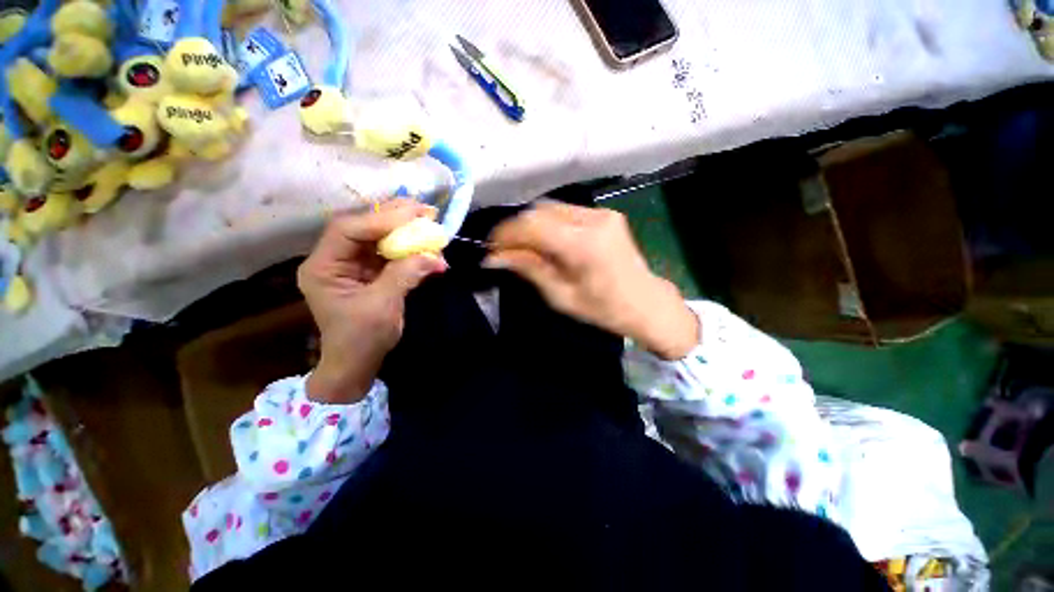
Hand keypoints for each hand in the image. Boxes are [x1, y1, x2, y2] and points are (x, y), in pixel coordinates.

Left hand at [298, 200, 446, 402]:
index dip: (379, 220)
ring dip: (405, 228)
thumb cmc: (362, 339)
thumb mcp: (382, 306)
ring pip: (378, 236)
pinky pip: (389, 251)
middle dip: (394, 216)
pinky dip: (409, 246)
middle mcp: (335, 259)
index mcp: (324, 267)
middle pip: (362, 226)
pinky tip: (426, 243)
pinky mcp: (370, 270)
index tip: (413, 217)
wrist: (357, 362)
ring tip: (428, 220)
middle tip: (424, 210)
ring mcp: (353, 264)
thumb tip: (435, 256)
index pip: (347, 231)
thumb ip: (405, 276)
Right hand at [486, 202, 698, 359]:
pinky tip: (544, 240)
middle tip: (503, 249)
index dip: (506, 233)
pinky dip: (548, 223)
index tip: (490, 248)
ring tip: (522, 246)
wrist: (646, 302)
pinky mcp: (605, 213)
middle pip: (539, 210)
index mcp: (583, 244)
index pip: (532, 225)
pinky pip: (566, 211)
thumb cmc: (603, 309)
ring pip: (551, 207)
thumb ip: (528, 269)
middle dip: (516, 228)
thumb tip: (494, 257)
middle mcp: (592, 219)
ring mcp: (601, 212)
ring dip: (531, 224)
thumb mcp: (560, 295)